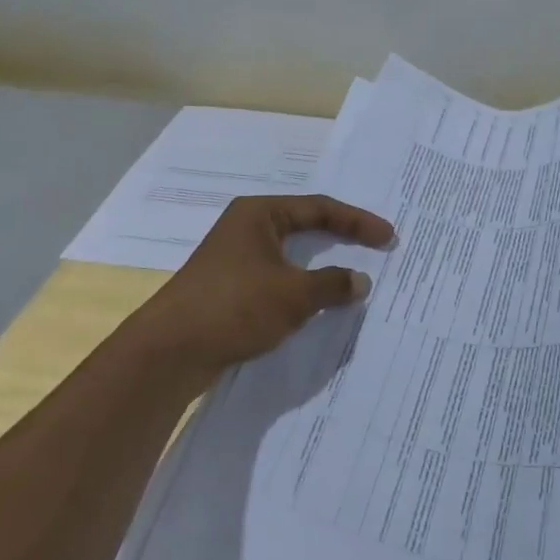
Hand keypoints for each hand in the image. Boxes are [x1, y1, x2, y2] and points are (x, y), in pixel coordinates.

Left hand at [132, 194, 394, 384]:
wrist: (170, 350)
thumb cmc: (234, 306)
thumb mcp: (292, 294)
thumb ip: (331, 284)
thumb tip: (360, 281)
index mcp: (259, 214)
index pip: (319, 208)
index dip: (357, 221)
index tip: (388, 237)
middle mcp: (246, 228)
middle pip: (304, 226)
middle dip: (341, 237)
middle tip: (375, 248)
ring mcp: (236, 258)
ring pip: (290, 255)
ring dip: (321, 266)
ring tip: (353, 276)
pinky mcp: (230, 287)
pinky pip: (277, 278)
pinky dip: (301, 286)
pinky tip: (318, 302)